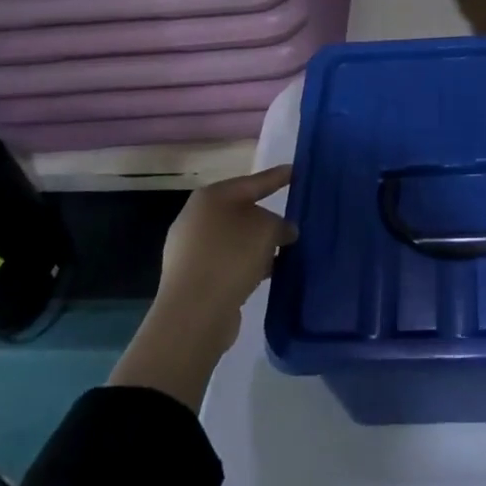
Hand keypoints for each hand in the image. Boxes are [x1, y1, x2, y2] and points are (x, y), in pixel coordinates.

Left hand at [108, 164, 295, 409]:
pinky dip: (246, 265)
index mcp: (211, 197)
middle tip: (291, 221)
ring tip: (284, 253)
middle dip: (267, 218)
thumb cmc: (231, 257)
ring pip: (234, 240)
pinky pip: (227, 263)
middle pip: (241, 211)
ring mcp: (190, 250)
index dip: (277, 177)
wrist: (193, 313)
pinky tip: (265, 274)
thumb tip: (283, 232)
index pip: (253, 182)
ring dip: (257, 246)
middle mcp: (196, 218)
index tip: (295, 171)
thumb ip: (281, 224)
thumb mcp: (267, 230)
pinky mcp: (191, 278)